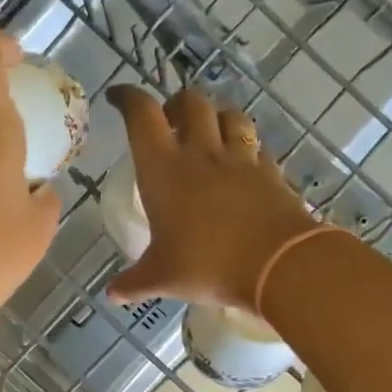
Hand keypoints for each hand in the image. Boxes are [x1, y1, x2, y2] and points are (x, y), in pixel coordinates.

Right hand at [107, 85, 315, 312]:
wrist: (279, 265)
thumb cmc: (207, 265)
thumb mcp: (162, 278)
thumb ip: (134, 282)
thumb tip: (112, 293)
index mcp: (164, 170)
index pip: (142, 115)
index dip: (127, 98)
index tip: (117, 98)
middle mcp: (201, 154)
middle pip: (190, 103)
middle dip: (175, 104)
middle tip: (168, 120)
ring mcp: (241, 161)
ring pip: (230, 116)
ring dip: (216, 116)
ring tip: (209, 133)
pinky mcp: (271, 174)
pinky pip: (258, 150)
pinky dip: (247, 150)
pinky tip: (244, 166)